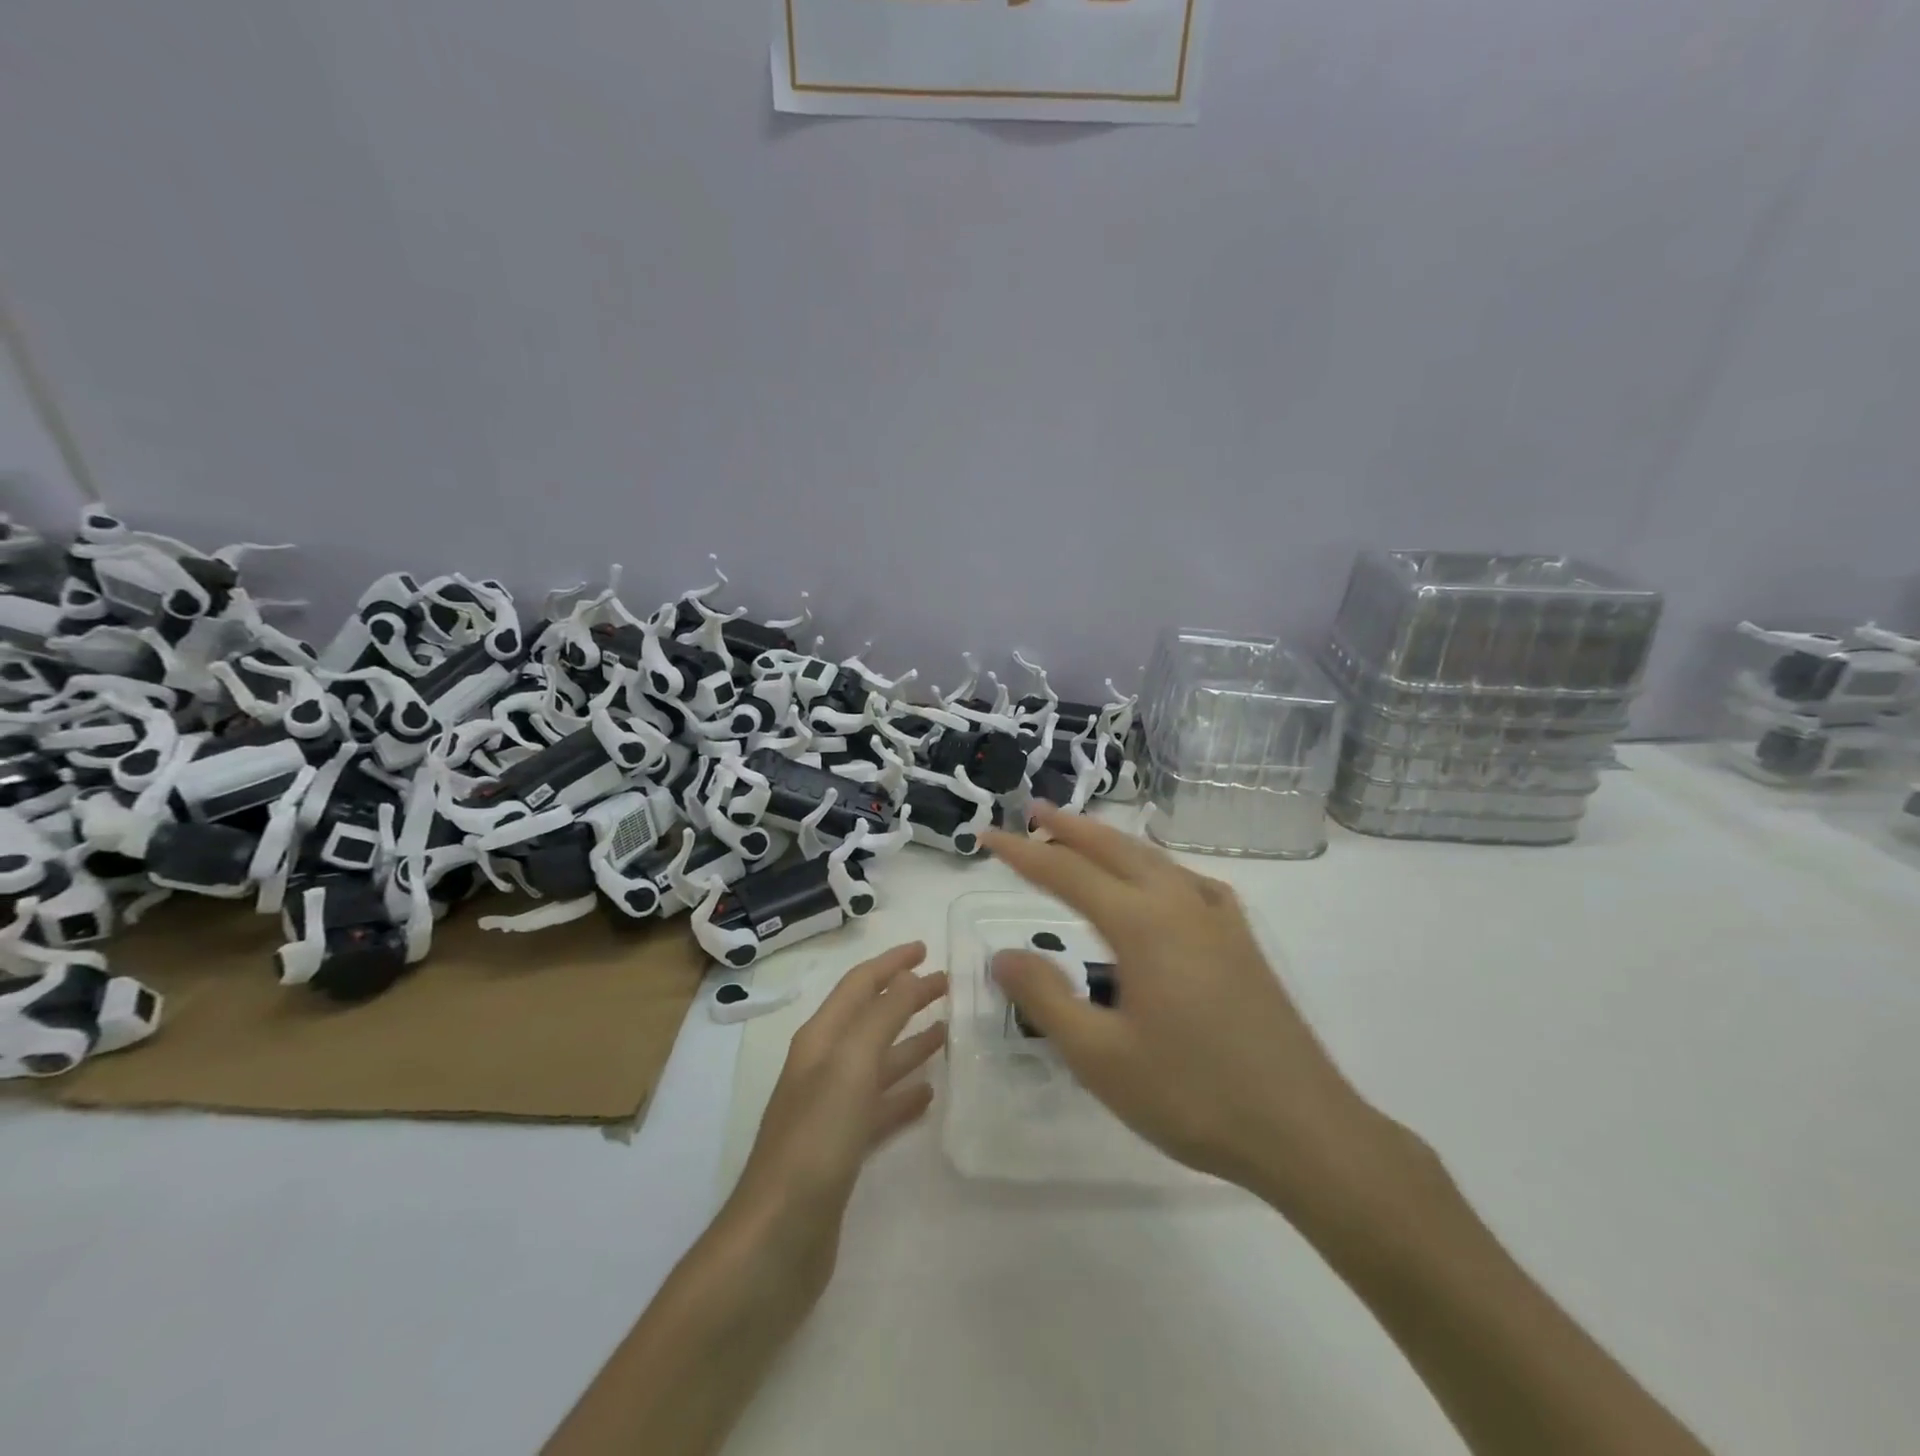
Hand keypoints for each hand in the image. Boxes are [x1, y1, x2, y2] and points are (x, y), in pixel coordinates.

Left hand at [728, 942, 946, 1299]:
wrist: (776, 1240)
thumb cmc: (815, 1140)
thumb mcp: (851, 1065)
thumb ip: (882, 1015)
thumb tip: (909, 975)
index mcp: (820, 1039)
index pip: (859, 984)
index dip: (891, 963)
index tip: (927, 947)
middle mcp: (823, 1067)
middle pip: (871, 1019)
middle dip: (906, 997)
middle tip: (948, 986)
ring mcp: (831, 1110)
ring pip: (878, 1062)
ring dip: (910, 1042)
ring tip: (948, 1032)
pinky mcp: (842, 1150)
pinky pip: (880, 1108)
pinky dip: (904, 1094)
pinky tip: (929, 1094)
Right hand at [984, 807, 1397, 1207]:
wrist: (1303, 1130)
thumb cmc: (1192, 1095)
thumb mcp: (1100, 1057)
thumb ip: (1045, 998)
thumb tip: (1003, 954)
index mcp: (1142, 924)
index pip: (1066, 872)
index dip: (1023, 853)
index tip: (988, 837)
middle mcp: (1180, 904)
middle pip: (1114, 849)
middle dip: (1069, 828)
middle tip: (1033, 812)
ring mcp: (1218, 919)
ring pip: (1154, 860)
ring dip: (1111, 843)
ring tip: (1081, 838)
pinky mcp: (1242, 941)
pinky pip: (1188, 882)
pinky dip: (1157, 867)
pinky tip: (1159, 883)